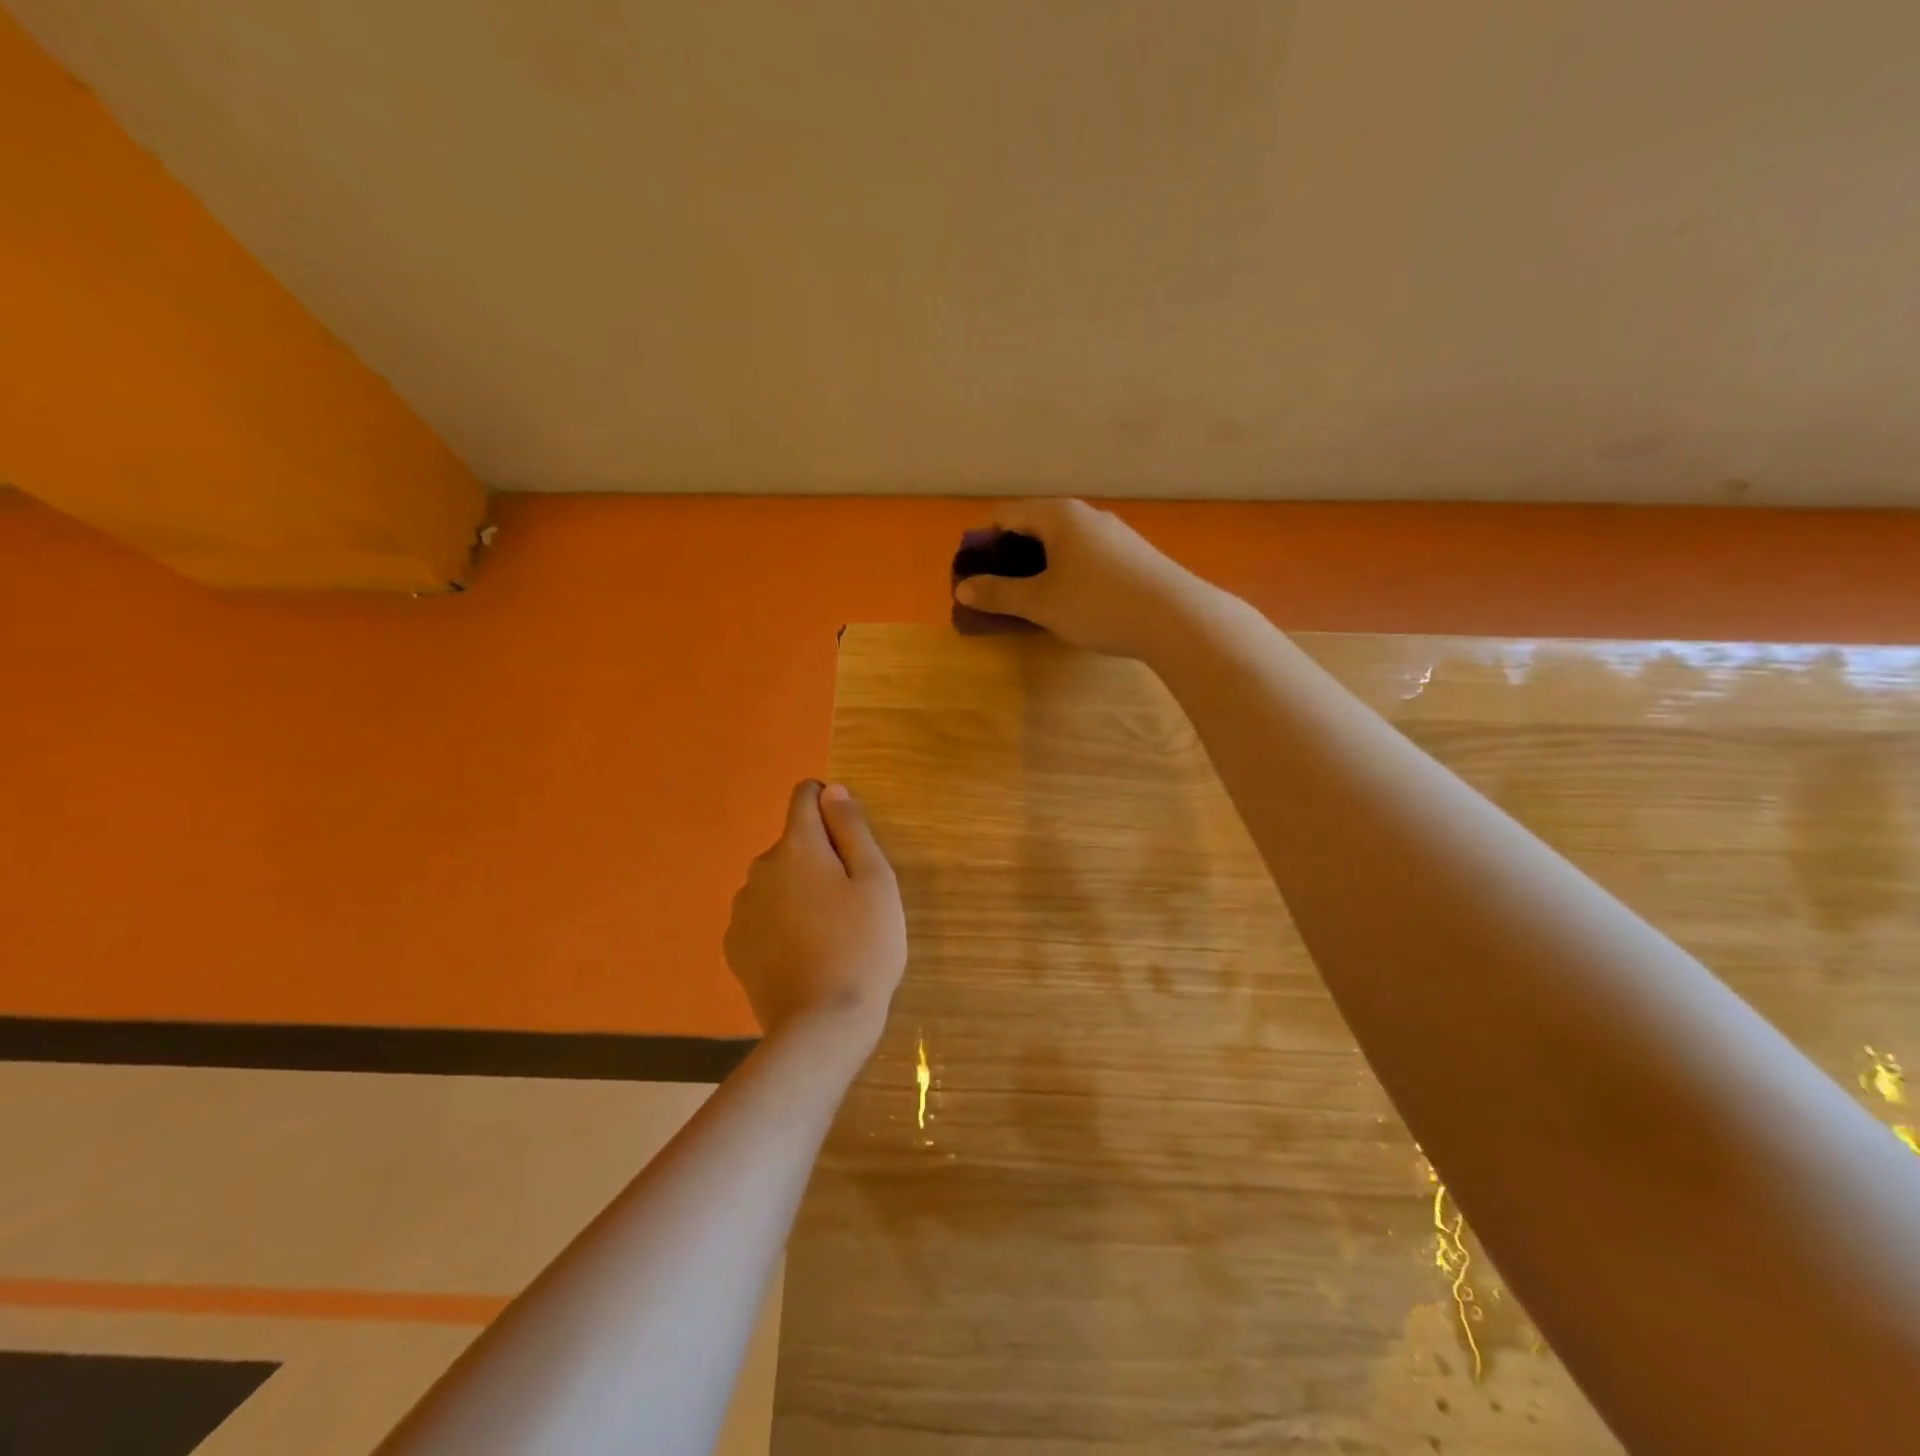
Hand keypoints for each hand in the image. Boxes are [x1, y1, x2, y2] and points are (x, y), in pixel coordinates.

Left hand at [724, 781, 905, 1043]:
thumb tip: (832, 790)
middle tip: (851, 901)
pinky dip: (781, 922)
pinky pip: (763, 915)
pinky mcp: (735, 946)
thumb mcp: (875, 881)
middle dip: (820, 858)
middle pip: (794, 844)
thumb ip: (852, 828)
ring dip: (799, 890)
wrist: (821, 1026)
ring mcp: (742, 909)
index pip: (805, 796)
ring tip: (828, 932)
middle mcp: (760, 868)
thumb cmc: (862, 947)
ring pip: (777, 881)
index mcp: (797, 847)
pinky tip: (803, 954)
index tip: (851, 839)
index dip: (830, 805)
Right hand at [951, 499, 1205, 659]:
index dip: (981, 542)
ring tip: (1028, 600)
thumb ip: (999, 594)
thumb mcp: (1040, 603)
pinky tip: (1069, 602)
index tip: (969, 573)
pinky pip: (1084, 557)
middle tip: (995, 590)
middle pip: (1034, 527)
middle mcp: (1086, 515)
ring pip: (1062, 544)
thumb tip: (963, 589)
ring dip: (1037, 567)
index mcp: (1058, 515)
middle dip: (1008, 557)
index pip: (1006, 515)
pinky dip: (1065, 573)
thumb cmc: (1098, 604)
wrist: (1176, 619)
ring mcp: (1113, 534)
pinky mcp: (1132, 555)